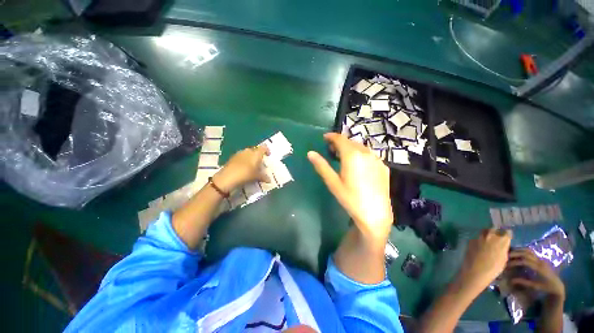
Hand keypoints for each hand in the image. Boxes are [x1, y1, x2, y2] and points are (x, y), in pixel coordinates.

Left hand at [213, 145, 269, 192]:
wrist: (228, 177)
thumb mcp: (256, 176)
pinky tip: (244, 168)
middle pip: (256, 150)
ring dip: (251, 158)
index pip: (264, 148)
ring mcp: (240, 153)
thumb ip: (263, 177)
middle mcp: (248, 150)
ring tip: (252, 166)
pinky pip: (242, 156)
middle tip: (260, 163)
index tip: (268, 155)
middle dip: (258, 156)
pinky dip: (244, 160)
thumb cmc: (246, 174)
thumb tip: (269, 180)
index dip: (267, 150)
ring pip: (248, 153)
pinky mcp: (233, 157)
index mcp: (256, 153)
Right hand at [307, 133, 392, 244]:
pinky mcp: (383, 166)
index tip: (325, 137)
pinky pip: (369, 155)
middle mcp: (366, 153)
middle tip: (331, 149)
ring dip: (350, 148)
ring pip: (361, 147)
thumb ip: (321, 165)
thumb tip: (310, 153)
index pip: (340, 139)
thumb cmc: (350, 198)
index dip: (331, 136)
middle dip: (340, 142)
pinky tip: (358, 164)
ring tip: (343, 156)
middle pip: (351, 141)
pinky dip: (360, 154)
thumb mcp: (333, 182)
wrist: (375, 214)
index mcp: (352, 155)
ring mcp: (377, 159)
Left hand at [456, 229, 512, 292]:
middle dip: (495, 233)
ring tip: (488, 242)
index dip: (507, 235)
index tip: (507, 237)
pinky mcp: (471, 240)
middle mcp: (490, 235)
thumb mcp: (504, 259)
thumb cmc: (494, 268)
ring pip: (484, 232)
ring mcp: (479, 237)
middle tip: (496, 238)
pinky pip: (477, 238)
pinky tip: (479, 247)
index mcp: (502, 240)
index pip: (507, 233)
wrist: (476, 270)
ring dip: (487, 235)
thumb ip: (503, 249)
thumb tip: (502, 245)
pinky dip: (479, 240)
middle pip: (494, 230)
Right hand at [507, 249, 565, 302]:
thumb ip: (524, 282)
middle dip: (515, 254)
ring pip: (528, 250)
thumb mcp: (536, 286)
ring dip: (518, 250)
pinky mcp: (540, 258)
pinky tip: (517, 252)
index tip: (507, 264)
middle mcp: (540, 261)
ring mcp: (540, 259)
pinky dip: (522, 250)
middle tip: (505, 256)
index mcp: (539, 268)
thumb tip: (511, 280)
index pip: (525, 261)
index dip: (515, 262)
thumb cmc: (546, 287)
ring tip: (510, 253)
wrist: (557, 285)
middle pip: (526, 253)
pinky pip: (530, 251)